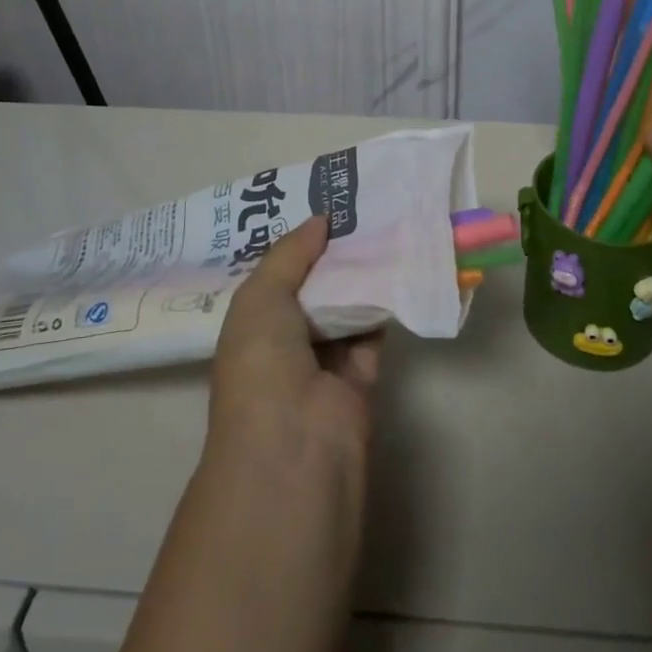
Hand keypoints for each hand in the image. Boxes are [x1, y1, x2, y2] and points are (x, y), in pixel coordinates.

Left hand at [208, 215, 381, 473]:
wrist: (295, 445)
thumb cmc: (262, 364)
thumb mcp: (260, 297)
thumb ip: (290, 254)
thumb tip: (321, 220)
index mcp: (251, 326)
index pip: (276, 277)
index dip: (297, 244)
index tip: (325, 206)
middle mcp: (285, 343)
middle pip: (314, 289)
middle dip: (333, 254)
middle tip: (363, 208)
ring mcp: (324, 363)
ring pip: (346, 308)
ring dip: (362, 275)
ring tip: (385, 225)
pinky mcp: (361, 378)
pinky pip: (373, 331)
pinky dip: (385, 304)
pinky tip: (400, 265)